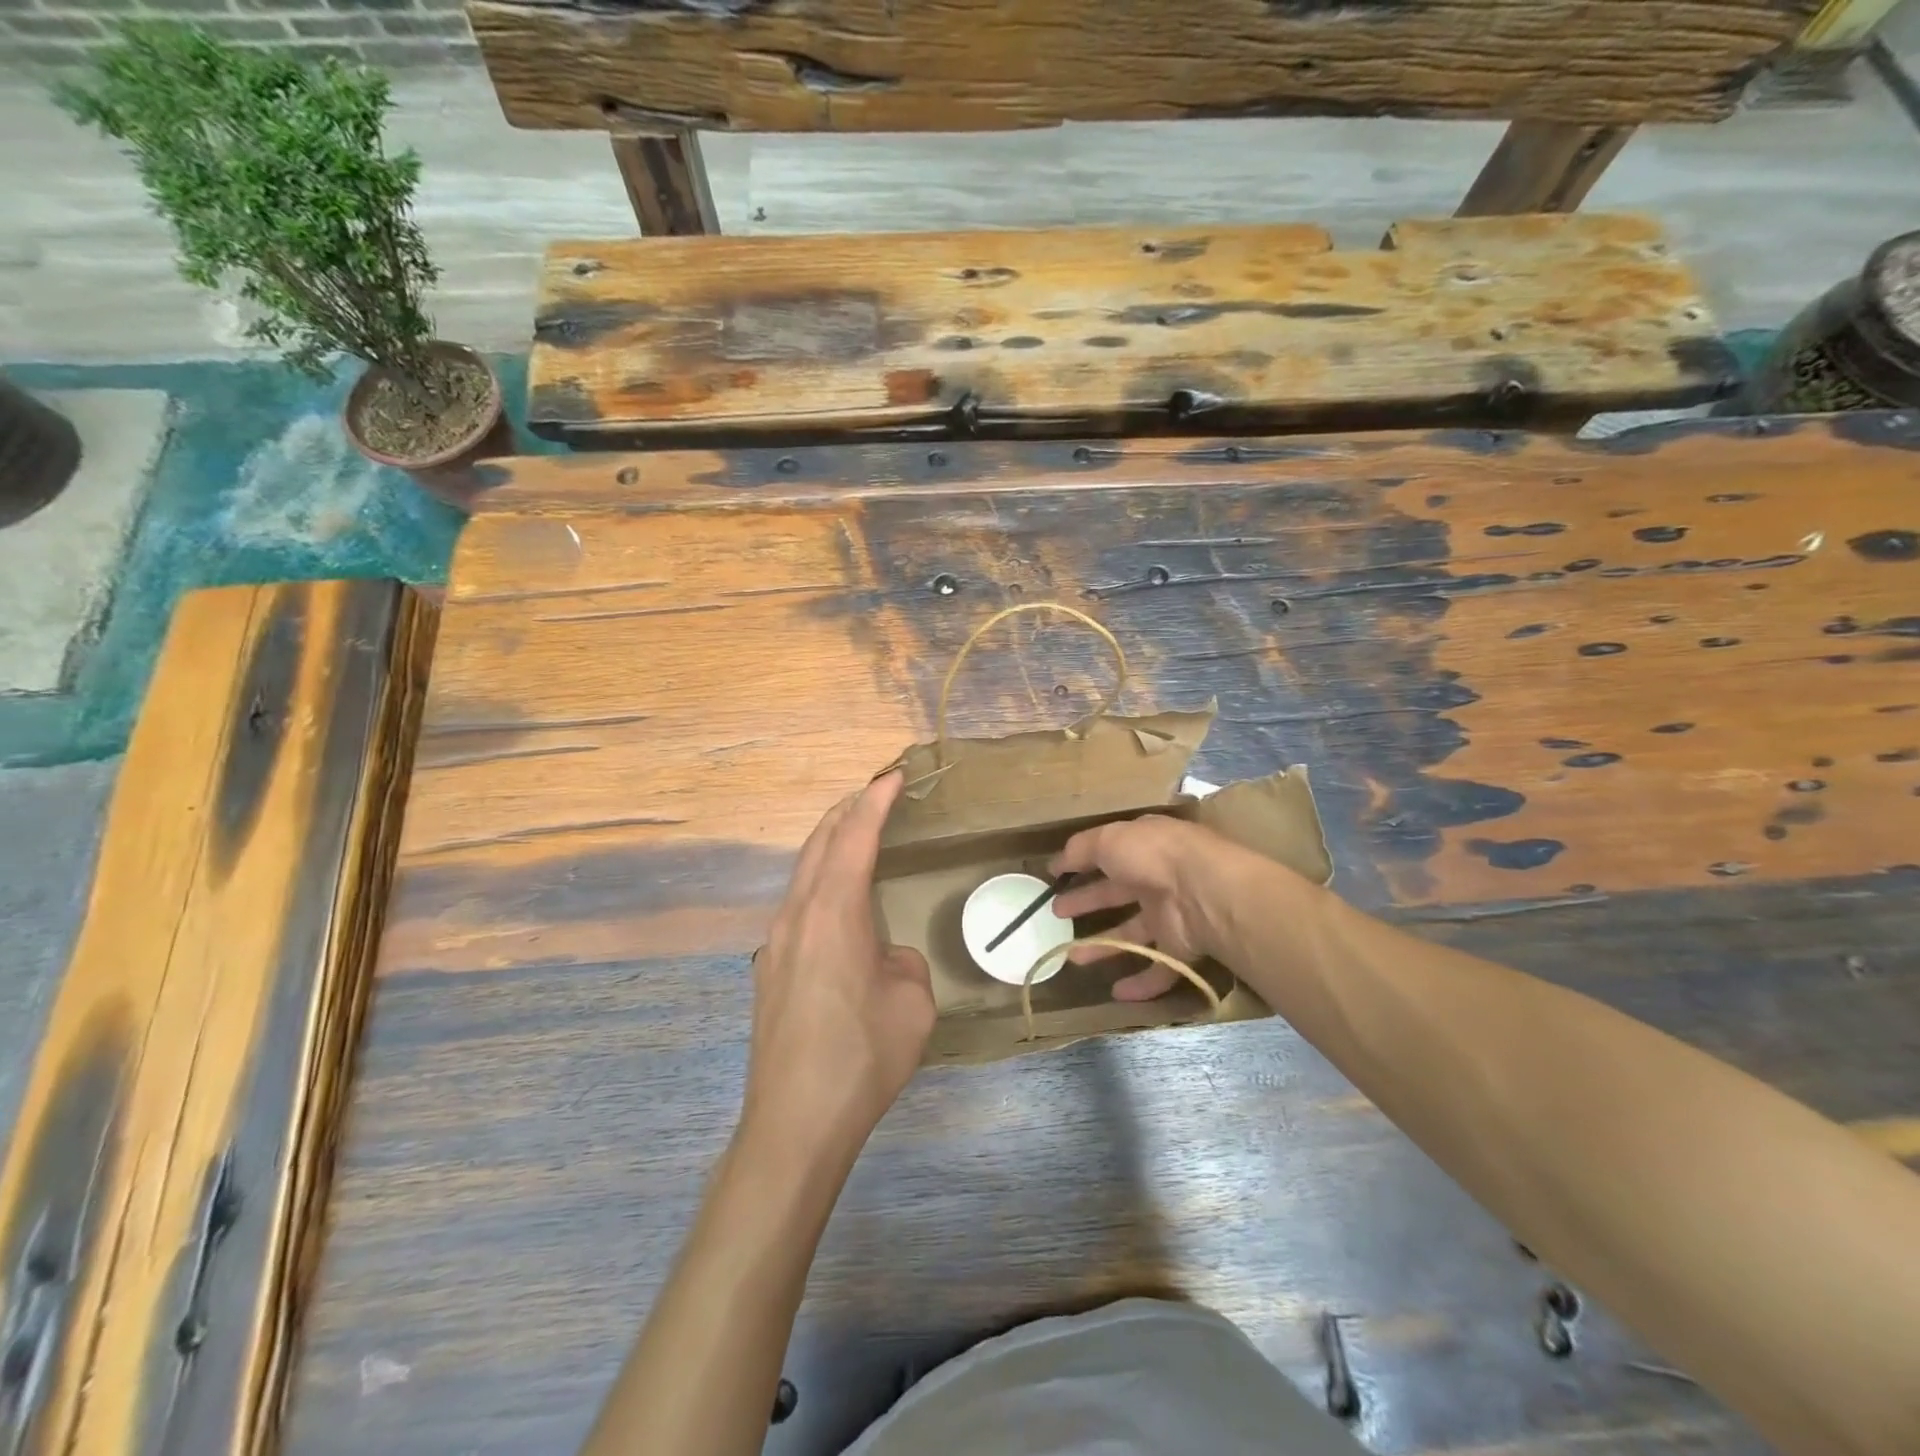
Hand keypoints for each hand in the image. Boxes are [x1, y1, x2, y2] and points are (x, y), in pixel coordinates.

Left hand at [743, 771, 934, 1160]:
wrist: (795, 1122)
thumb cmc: (863, 1056)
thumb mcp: (912, 1002)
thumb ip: (902, 961)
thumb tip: (884, 956)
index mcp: (834, 912)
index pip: (855, 838)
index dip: (874, 801)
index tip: (892, 776)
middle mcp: (797, 915)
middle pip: (819, 843)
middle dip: (846, 811)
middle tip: (874, 793)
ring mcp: (776, 942)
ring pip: (802, 872)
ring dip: (829, 844)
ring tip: (856, 834)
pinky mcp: (769, 969)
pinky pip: (797, 904)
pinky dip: (819, 879)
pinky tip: (836, 900)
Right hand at [1049, 815, 1239, 1001]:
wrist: (1205, 893)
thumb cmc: (1152, 856)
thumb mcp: (1107, 840)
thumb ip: (1079, 849)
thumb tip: (1055, 862)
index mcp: (1142, 846)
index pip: (1108, 853)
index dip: (1081, 864)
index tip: (1055, 876)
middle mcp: (1157, 878)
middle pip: (1115, 893)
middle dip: (1086, 902)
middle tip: (1057, 913)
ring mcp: (1170, 914)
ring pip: (1131, 932)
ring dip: (1102, 945)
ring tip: (1072, 957)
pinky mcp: (1181, 947)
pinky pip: (1159, 968)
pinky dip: (1140, 983)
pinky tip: (1116, 993)